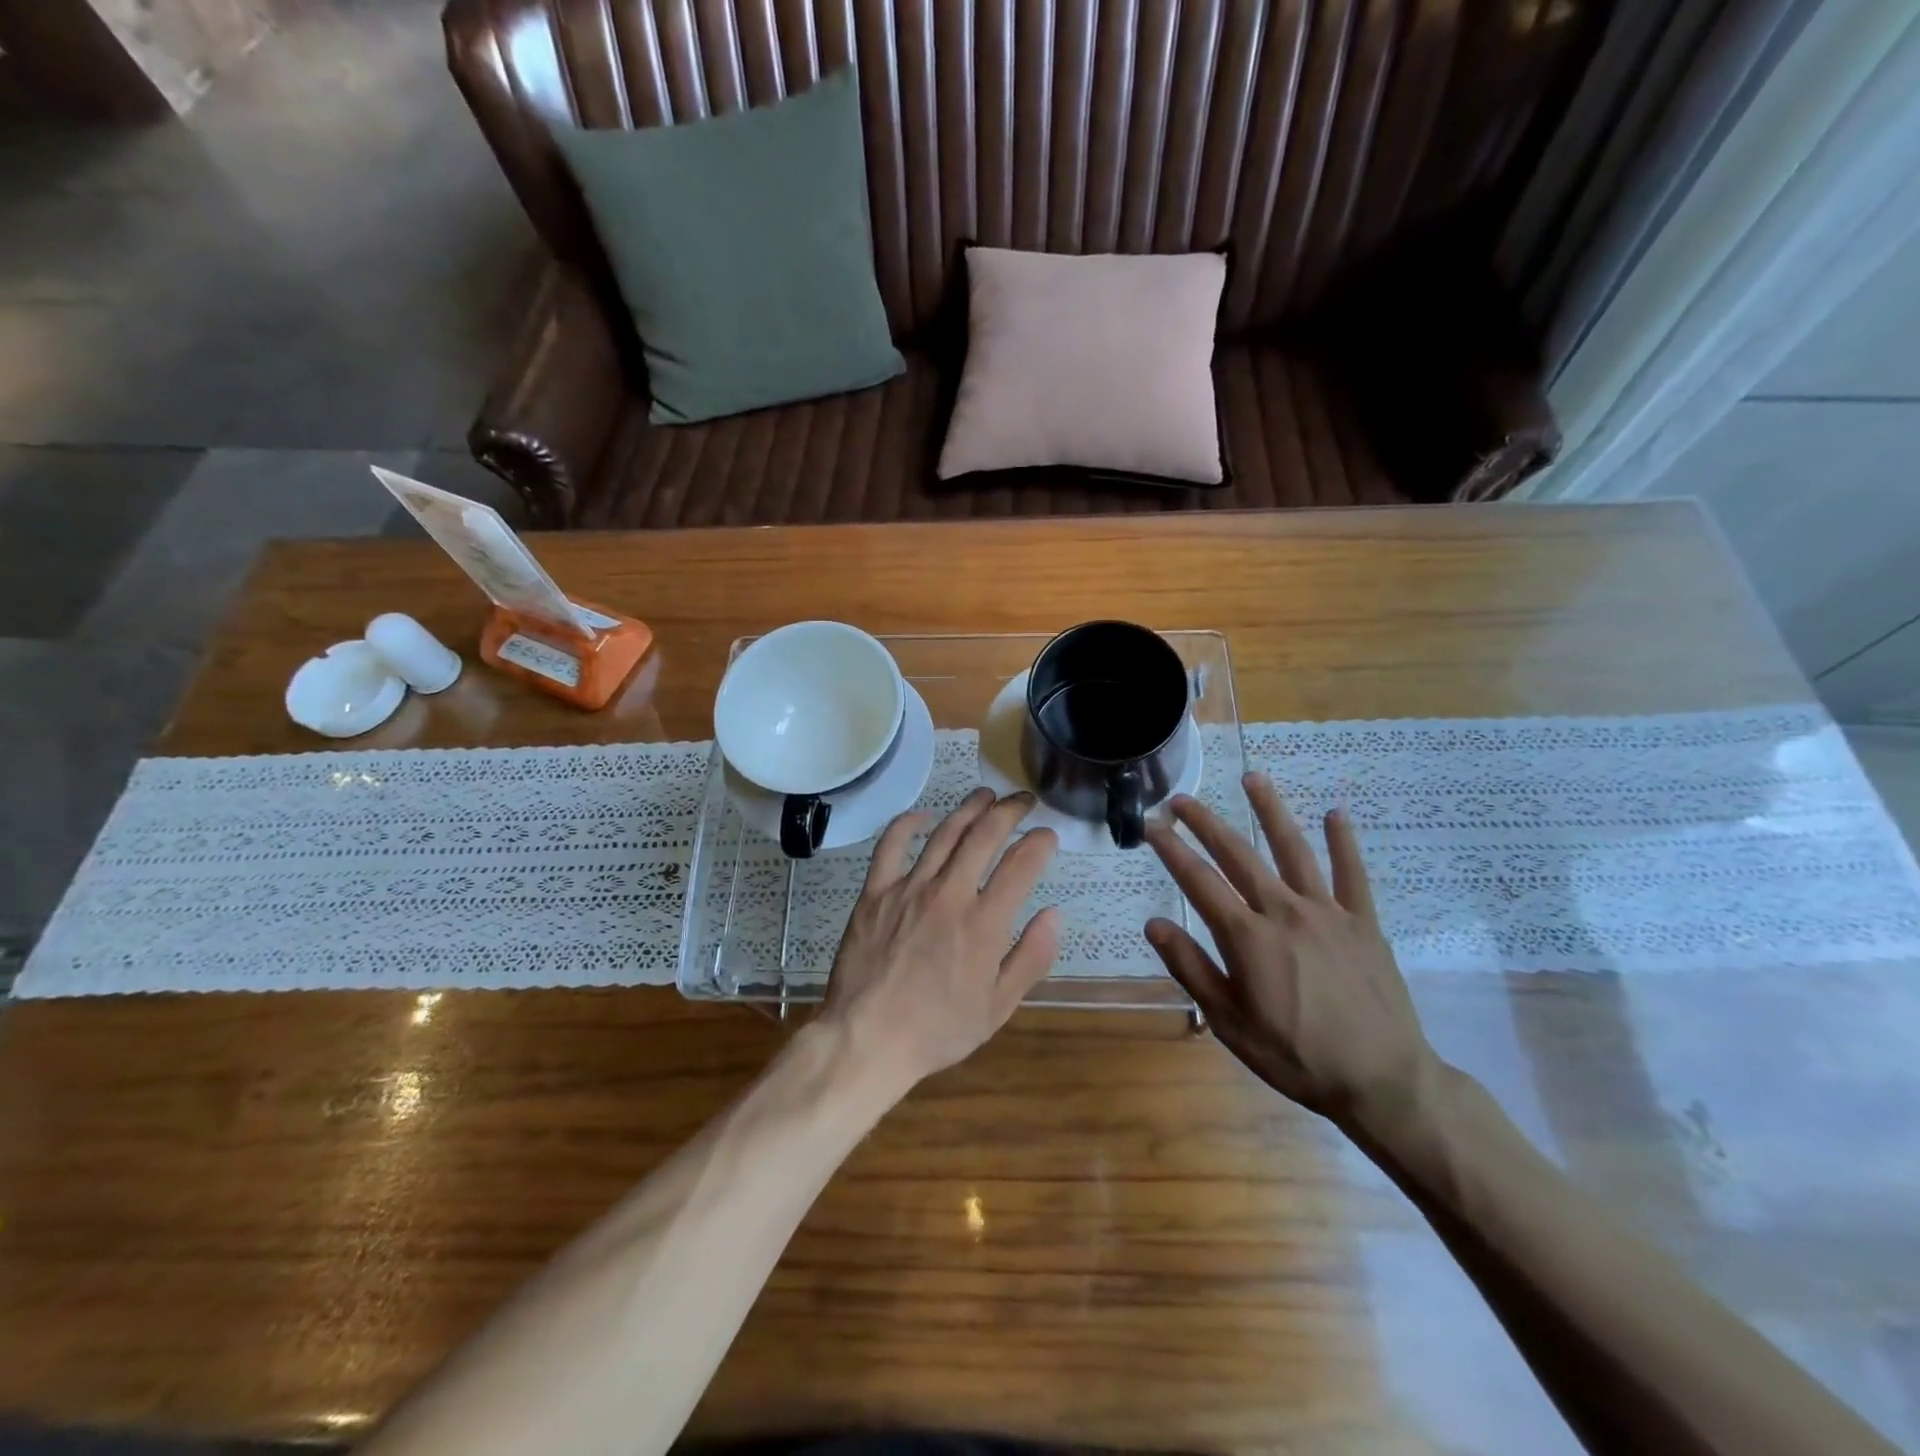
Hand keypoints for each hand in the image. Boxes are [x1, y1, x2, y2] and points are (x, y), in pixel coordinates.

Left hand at [823, 788, 1060, 1090]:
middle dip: (1009, 811)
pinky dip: (908, 824)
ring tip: (986, 795)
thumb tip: (1053, 915)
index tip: (1048, 835)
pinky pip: (891, 845)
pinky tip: (924, 816)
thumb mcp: (998, 1007)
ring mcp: (909, 889)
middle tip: (1023, 801)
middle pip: (984, 836)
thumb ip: (1030, 958)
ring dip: (969, 808)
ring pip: (944, 834)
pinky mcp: (875, 892)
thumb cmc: (938, 1029)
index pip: (1021, 865)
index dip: (1039, 843)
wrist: (868, 1039)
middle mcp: (950, 894)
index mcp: (984, 923)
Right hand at [1143, 773, 1440, 1132]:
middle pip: (1238, 854)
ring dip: (1270, 811)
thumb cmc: (1295, 1056)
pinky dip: (1344, 842)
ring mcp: (1327, 912)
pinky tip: (1336, 813)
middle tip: (1181, 799)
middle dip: (1205, 823)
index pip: (1198, 881)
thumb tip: (1154, 923)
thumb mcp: (1229, 1022)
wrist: (1382, 1081)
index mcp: (1247, 937)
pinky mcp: (1363, 922)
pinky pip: (1352, 874)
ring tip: (1252, 778)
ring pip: (1293, 849)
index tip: (1151, 825)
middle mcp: (1284, 911)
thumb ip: (1191, 968)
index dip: (1171, 850)